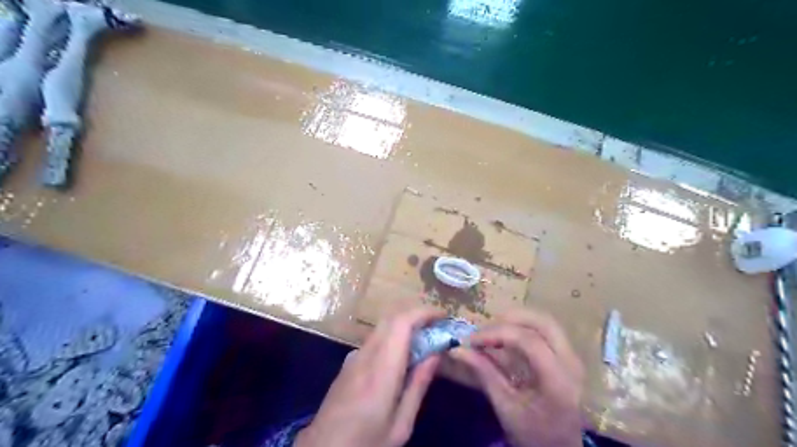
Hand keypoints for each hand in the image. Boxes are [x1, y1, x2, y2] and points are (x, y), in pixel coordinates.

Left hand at [293, 308, 442, 445]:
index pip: (401, 323)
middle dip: (417, 315)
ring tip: (425, 340)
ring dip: (405, 325)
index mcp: (381, 370)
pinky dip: (393, 336)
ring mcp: (354, 357)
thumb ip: (418, 385)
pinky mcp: (348, 363)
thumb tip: (436, 353)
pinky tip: (401, 356)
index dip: (423, 313)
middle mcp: (366, 355)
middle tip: (438, 326)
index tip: (443, 316)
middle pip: (392, 318)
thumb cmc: (366, 443)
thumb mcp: (401, 424)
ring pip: (382, 327)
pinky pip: (375, 339)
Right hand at [451, 311, 582, 446]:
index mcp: (558, 381)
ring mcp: (573, 357)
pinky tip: (506, 337)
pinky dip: (523, 327)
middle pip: (542, 323)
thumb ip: (484, 373)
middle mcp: (571, 363)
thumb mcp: (505, 407)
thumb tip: (457, 349)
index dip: (496, 334)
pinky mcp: (567, 356)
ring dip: (516, 320)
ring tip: (493, 331)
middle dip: (509, 319)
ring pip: (545, 322)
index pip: (528, 341)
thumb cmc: (533, 435)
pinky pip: (545, 330)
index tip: (471, 340)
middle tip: (484, 330)